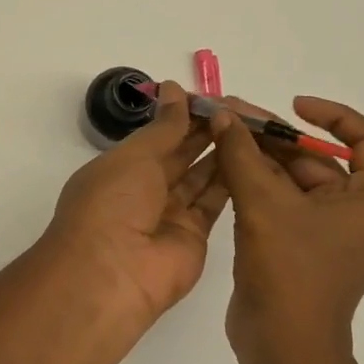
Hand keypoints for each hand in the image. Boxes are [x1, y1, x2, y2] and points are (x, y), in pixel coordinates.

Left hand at [45, 81, 228, 325]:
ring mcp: (169, 215)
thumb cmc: (112, 204)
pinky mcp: (194, 236)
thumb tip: (176, 90)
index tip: (212, 97)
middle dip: (205, 132)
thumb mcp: (133, 156)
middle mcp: (143, 191)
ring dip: (221, 153)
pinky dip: (231, 181)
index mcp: (120, 169)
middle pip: (180, 156)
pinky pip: (214, 203)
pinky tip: (251, 156)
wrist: (112, 274)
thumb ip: (163, 127)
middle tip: (240, 109)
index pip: (156, 136)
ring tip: (251, 126)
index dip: (182, 116)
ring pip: (200, 177)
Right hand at [209, 96, 363, 363]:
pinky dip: (254, 184)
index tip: (294, 106)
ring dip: (259, 158)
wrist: (283, 346)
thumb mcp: (263, 204)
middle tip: (232, 116)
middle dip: (276, 136)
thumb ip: (241, 154)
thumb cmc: (289, 272)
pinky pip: (279, 203)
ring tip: (221, 135)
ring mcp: (324, 232)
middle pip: (319, 159)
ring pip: (293, 180)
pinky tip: (222, 168)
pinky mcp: (296, 247)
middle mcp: (355, 212)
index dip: (334, 116)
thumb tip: (222, 113)